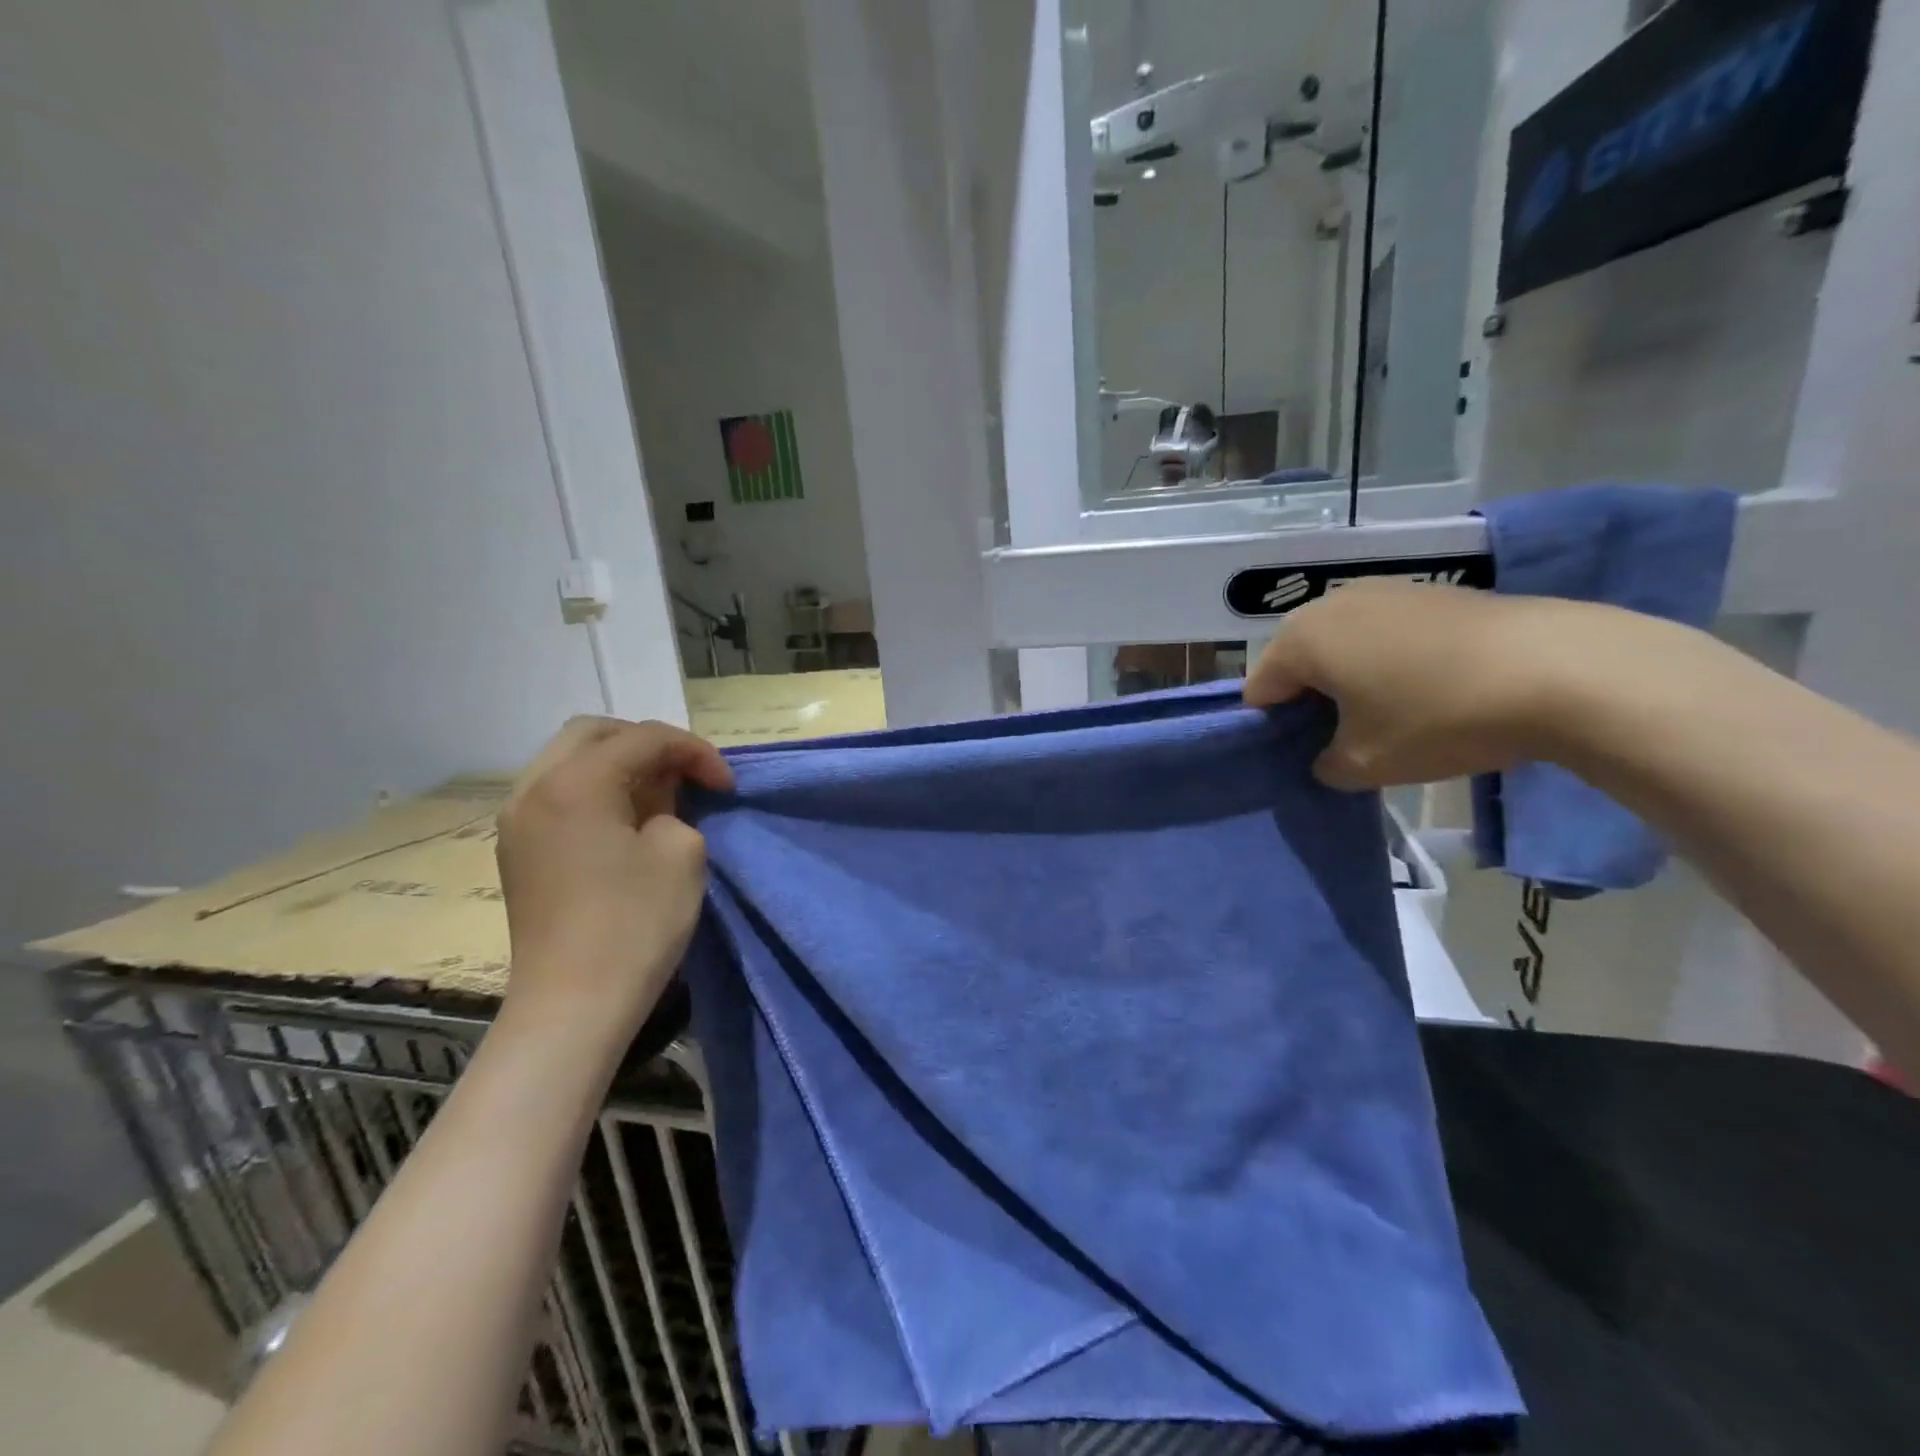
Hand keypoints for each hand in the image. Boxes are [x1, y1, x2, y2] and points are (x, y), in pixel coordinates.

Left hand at [494, 717, 732, 1046]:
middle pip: (595, 733)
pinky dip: (595, 789)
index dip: (695, 752)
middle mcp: (534, 787)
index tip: (727, 785)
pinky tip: (624, 819)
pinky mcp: (516, 849)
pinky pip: (557, 792)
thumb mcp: (682, 852)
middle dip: (649, 745)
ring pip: (570, 760)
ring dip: (619, 765)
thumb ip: (677, 807)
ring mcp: (517, 819)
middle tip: (687, 776)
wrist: (573, 1004)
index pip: (644, 738)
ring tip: (658, 796)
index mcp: (575, 782)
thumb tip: (657, 808)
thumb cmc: (635, 924)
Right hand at [1244, 583, 1624, 788]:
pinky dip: (1390, 660)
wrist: (1561, 670)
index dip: (1273, 730)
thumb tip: (1328, 756)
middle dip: (1311, 701)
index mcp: (1300, 640)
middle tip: (1345, 739)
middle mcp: (1331, 604)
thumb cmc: (1437, 718)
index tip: (1304, 757)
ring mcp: (1385, 590)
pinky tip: (1429, 688)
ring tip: (1390, 714)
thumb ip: (1325, 766)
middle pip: (1297, 662)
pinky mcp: (1432, 590)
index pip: (1260, 691)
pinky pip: (1384, 632)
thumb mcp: (1365, 765)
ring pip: (1343, 644)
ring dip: (1351, 679)